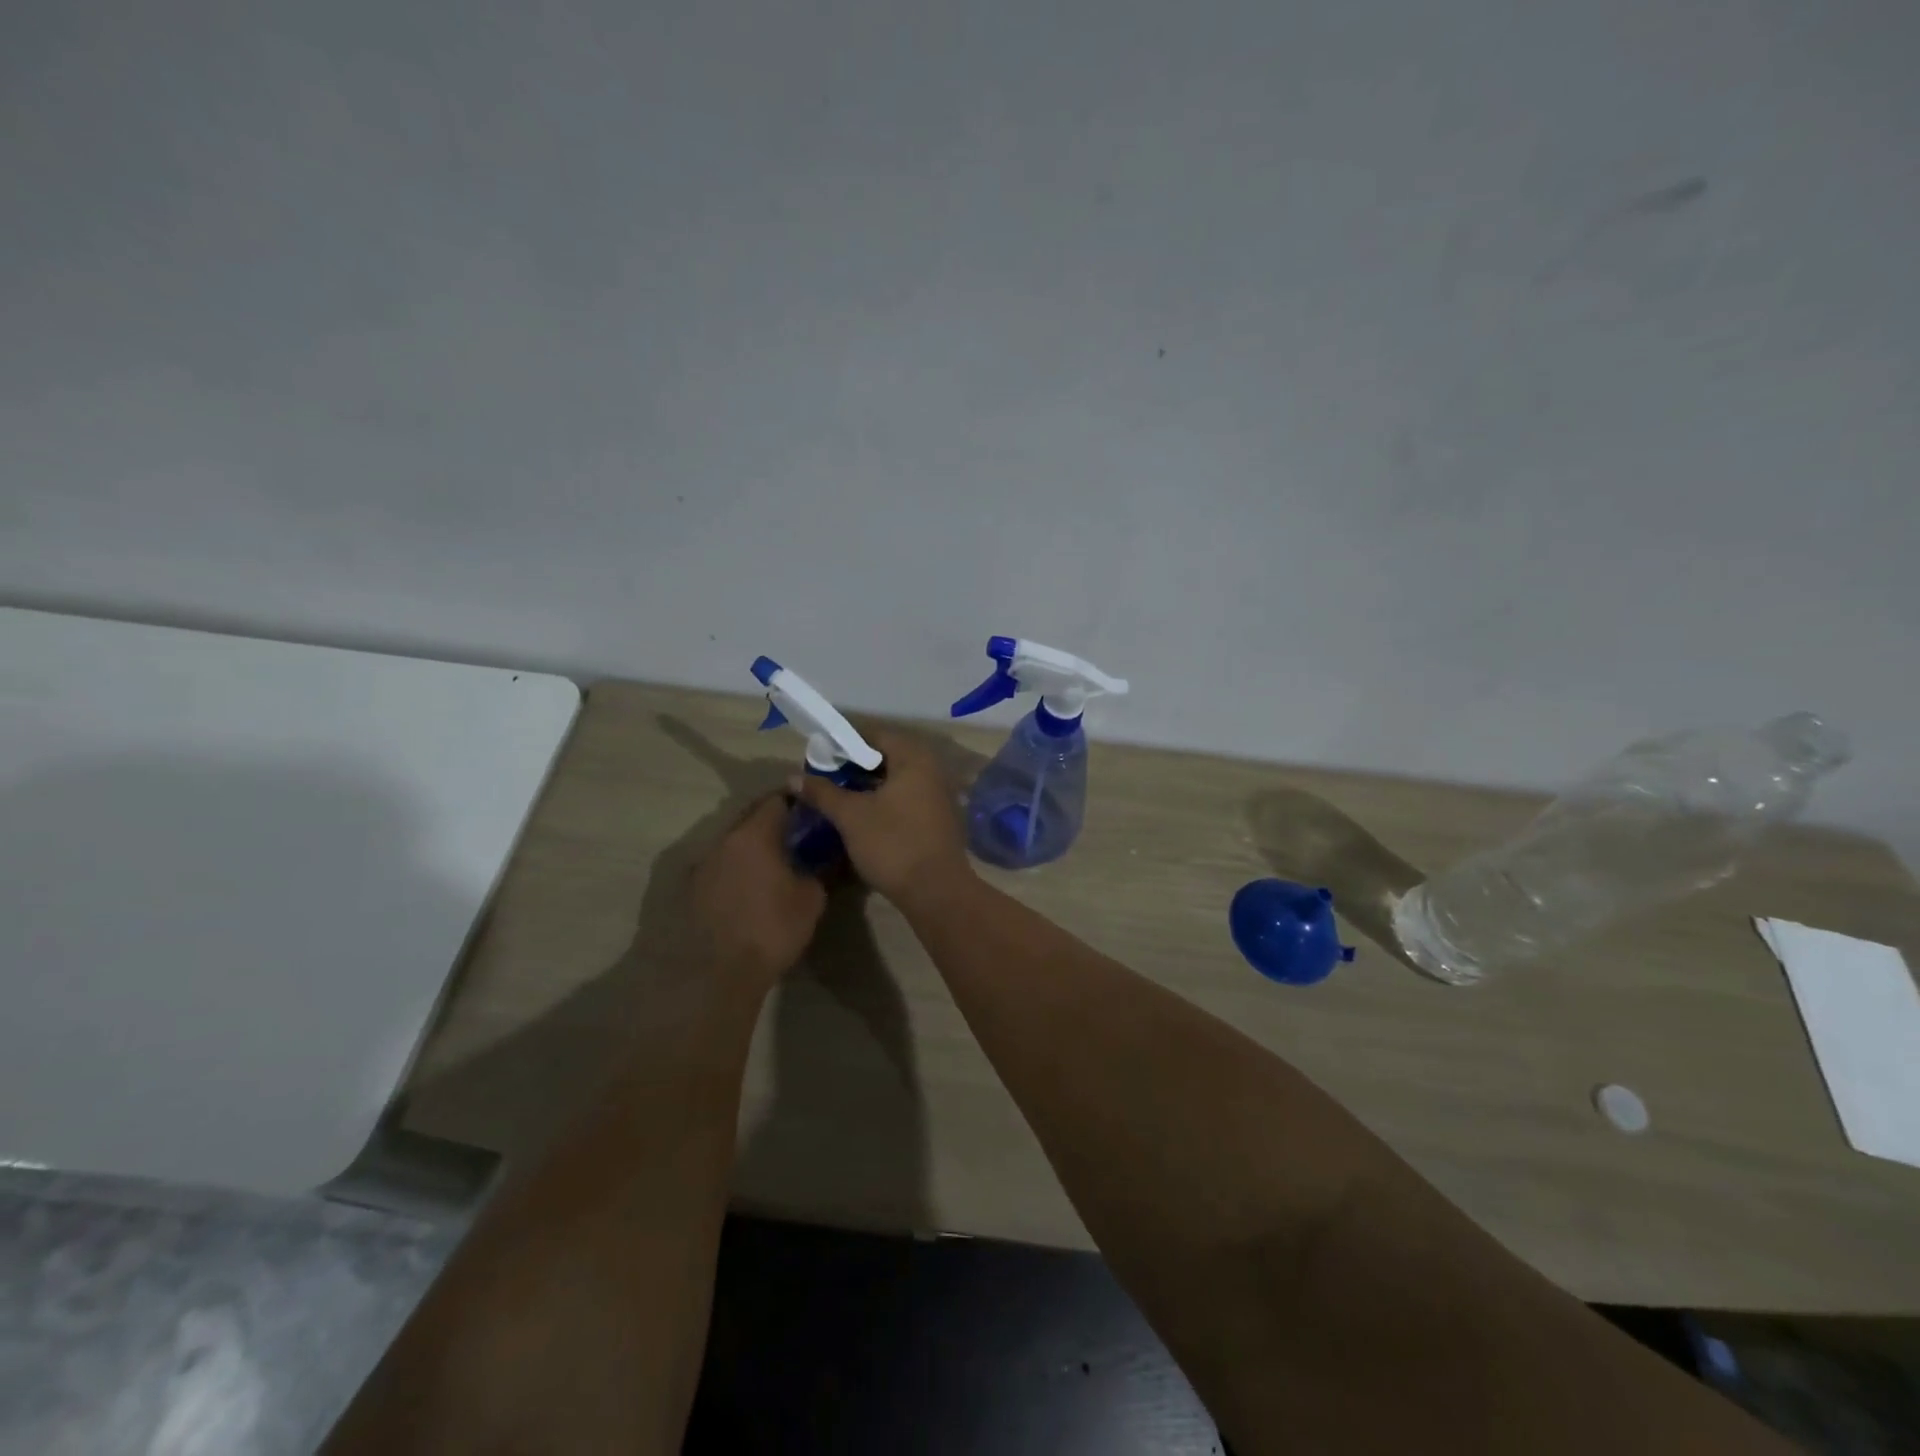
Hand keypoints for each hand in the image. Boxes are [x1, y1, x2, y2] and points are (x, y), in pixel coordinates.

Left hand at [688, 795, 827, 988]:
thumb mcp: (811, 898)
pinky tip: (750, 887)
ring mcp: (703, 864)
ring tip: (773, 863)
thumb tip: (819, 858)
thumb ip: (817, 868)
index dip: (796, 801)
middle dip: (774, 822)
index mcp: (754, 835)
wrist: (722, 974)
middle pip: (751, 817)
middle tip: (796, 835)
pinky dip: (737, 867)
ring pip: (734, 842)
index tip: (812, 810)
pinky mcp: (691, 888)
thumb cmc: (773, 929)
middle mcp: (724, 841)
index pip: (776, 800)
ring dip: (753, 846)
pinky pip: (720, 865)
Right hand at [793, 729, 973, 904]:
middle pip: (885, 756)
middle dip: (852, 765)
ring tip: (834, 794)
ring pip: (894, 779)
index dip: (843, 742)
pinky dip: (881, 800)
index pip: (874, 734)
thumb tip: (793, 777)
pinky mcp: (935, 818)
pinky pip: (903, 798)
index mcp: (914, 758)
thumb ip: (822, 792)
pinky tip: (859, 814)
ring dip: (865, 785)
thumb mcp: (851, 816)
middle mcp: (930, 769)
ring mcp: (936, 794)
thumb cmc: (893, 843)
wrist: (936, 891)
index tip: (818, 754)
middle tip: (822, 775)